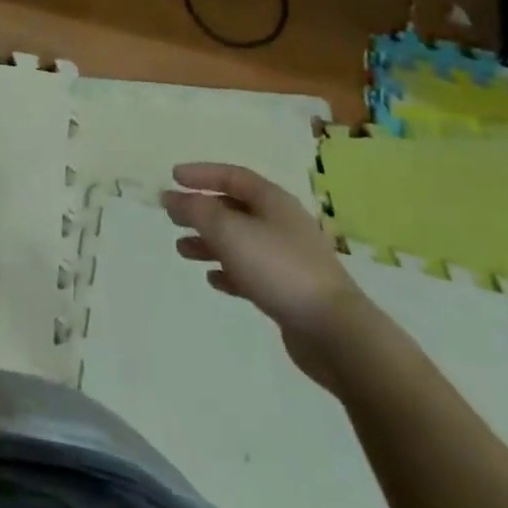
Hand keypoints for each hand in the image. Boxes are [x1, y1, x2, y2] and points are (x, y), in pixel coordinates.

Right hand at [161, 163, 366, 388]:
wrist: (336, 333)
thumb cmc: (279, 268)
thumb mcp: (228, 230)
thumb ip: (196, 210)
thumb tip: (171, 197)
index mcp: (273, 201)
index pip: (233, 176)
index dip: (202, 174)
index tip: (173, 177)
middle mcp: (281, 224)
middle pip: (234, 209)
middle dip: (201, 211)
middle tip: (173, 217)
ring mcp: (288, 259)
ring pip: (240, 242)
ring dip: (209, 243)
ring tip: (182, 250)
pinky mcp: (289, 292)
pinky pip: (251, 273)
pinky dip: (229, 272)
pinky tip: (213, 280)